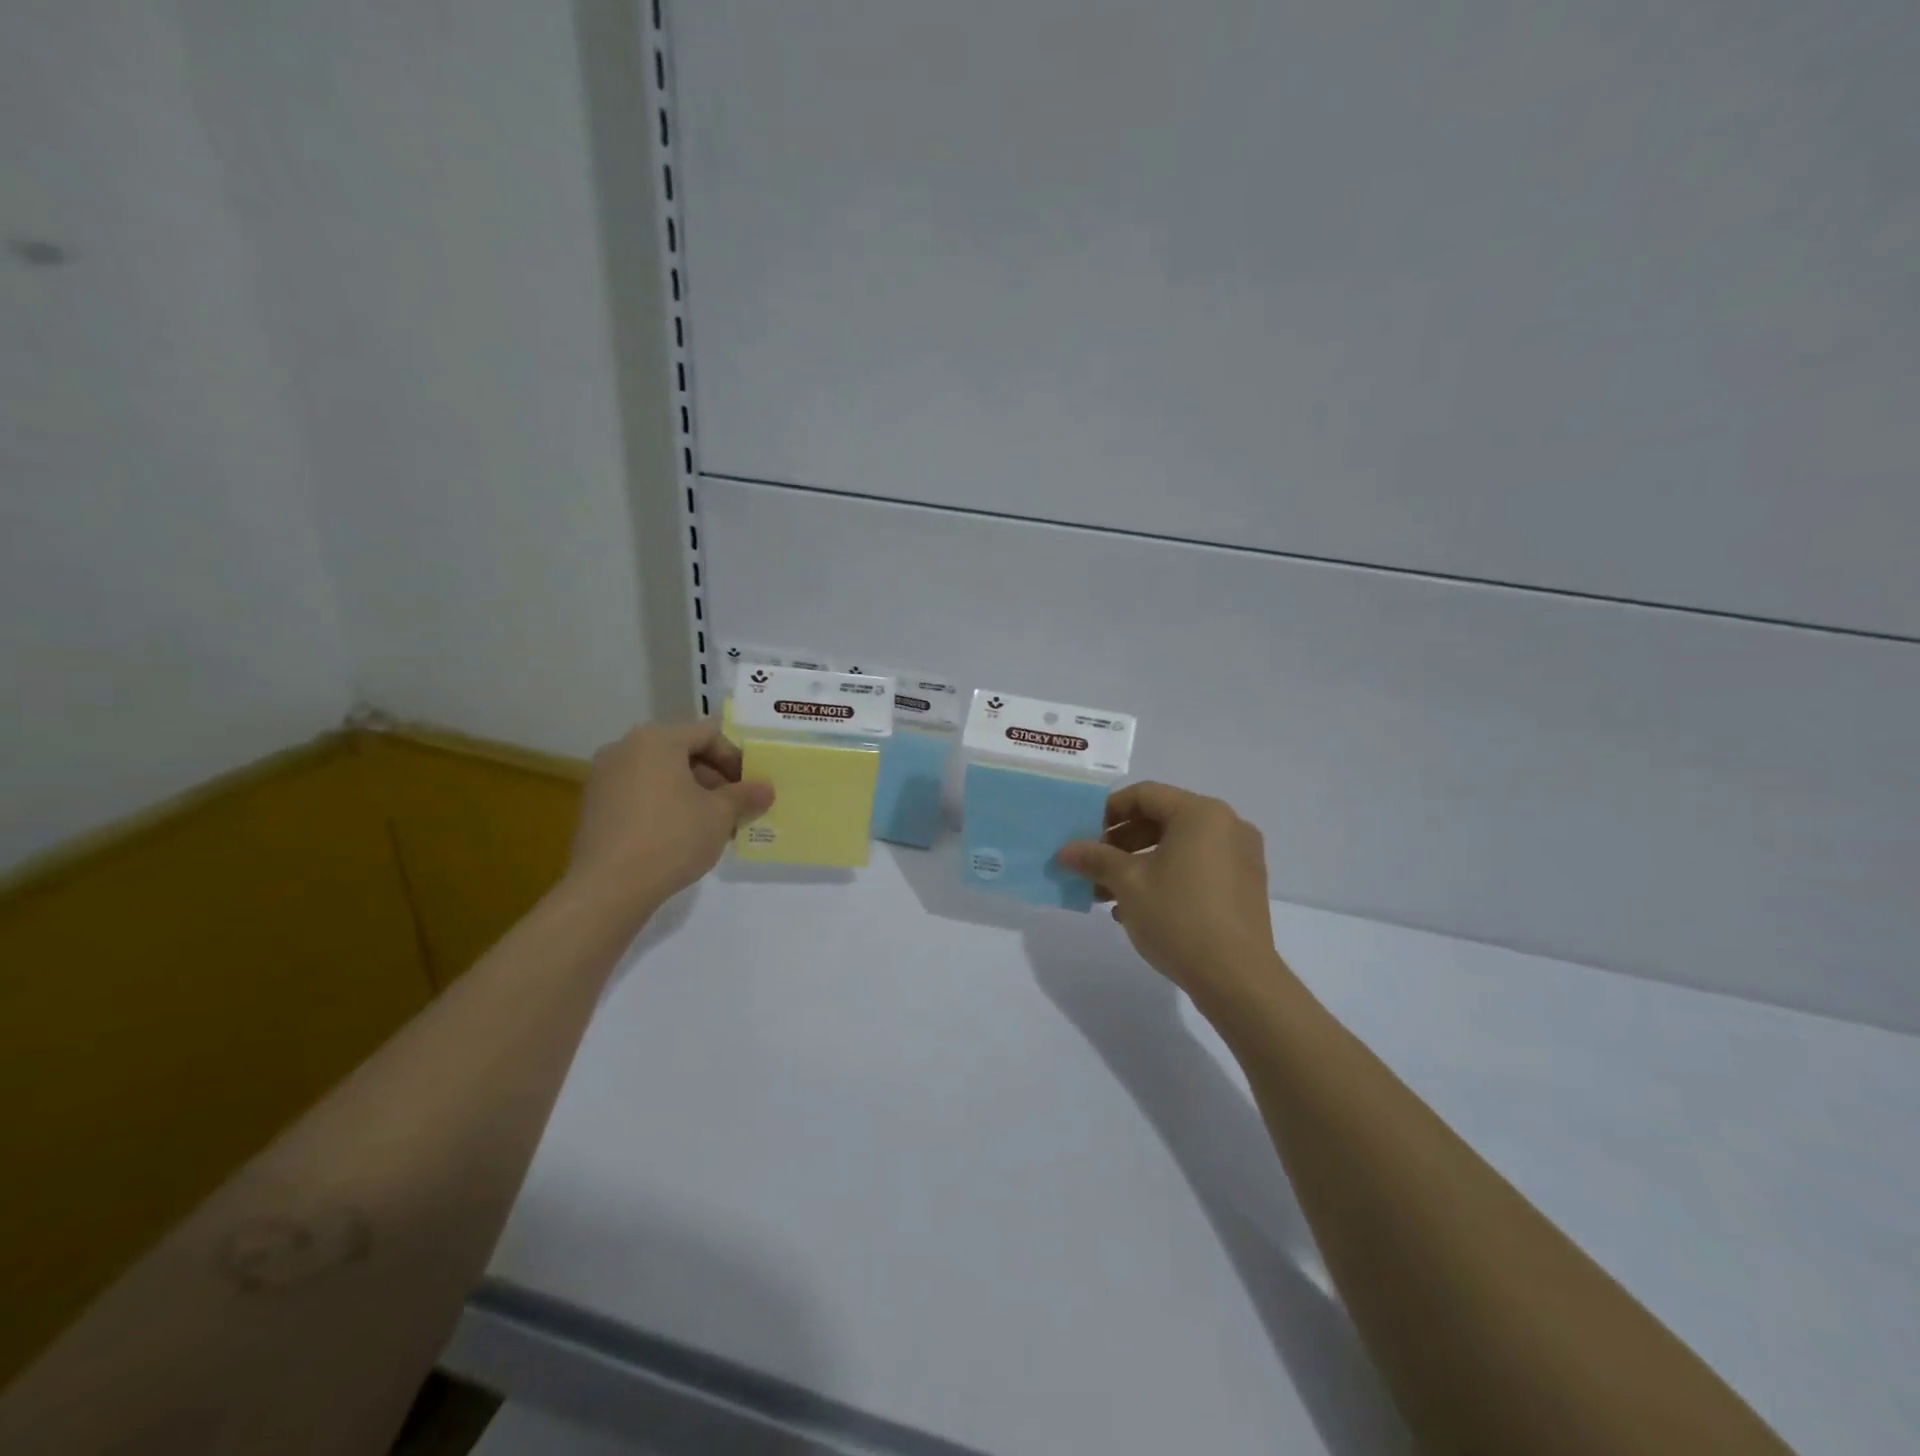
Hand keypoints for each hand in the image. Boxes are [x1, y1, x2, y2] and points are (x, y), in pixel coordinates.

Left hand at [567, 719, 773, 916]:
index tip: (750, 787)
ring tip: (712, 824)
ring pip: (661, 774)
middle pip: (682, 751)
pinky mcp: (595, 805)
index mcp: (657, 739)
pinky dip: (664, 804)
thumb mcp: (720, 815)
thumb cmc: (672, 837)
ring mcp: (605, 776)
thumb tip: (766, 788)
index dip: (735, 758)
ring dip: (691, 792)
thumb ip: (745, 795)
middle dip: (714, 777)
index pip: (708, 733)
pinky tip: (680, 835)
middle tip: (735, 807)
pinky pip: (640, 793)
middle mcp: (625, 748)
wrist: (608, 887)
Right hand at [1058, 783, 1288, 1017]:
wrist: (1237, 978)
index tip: (1084, 835)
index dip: (1108, 811)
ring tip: (1107, 892)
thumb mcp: (1127, 884)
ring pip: (1178, 847)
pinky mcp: (1245, 886)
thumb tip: (1065, 850)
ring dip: (1139, 863)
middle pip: (1162, 819)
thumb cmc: (1178, 917)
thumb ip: (1095, 859)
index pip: (1145, 795)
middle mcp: (1227, 825)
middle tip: (1092, 865)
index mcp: (1201, 813)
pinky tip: (1137, 908)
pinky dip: (1166, 877)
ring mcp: (1241, 857)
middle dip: (1121, 842)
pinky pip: (1197, 867)